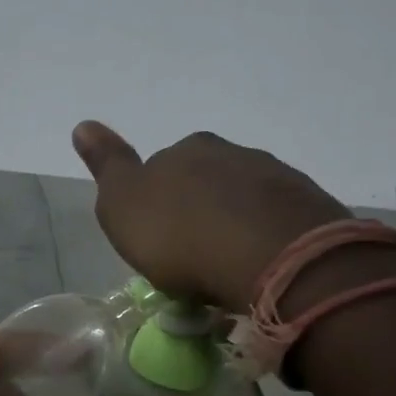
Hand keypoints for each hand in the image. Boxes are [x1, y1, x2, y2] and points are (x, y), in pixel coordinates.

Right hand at [72, 121, 356, 312]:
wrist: (272, 258)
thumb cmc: (181, 236)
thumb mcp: (123, 205)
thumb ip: (107, 165)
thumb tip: (83, 124)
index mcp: (187, 149)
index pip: (163, 168)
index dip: (157, 204)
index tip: (158, 241)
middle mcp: (234, 153)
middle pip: (208, 182)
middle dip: (199, 212)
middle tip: (193, 260)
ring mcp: (277, 178)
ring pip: (246, 201)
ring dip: (235, 226)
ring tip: (229, 271)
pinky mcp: (312, 209)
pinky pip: (278, 223)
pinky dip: (266, 241)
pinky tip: (262, 270)